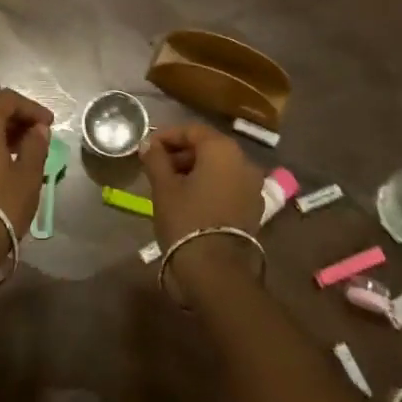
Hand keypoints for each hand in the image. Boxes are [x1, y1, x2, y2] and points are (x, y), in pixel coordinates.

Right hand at [141, 124, 262, 250]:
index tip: (148, 147)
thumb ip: (155, 159)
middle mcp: (243, 160)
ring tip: (171, 184)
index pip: (192, 130)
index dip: (168, 136)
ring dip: (196, 169)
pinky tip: (191, 199)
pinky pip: (229, 185)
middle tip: (157, 165)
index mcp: (222, 149)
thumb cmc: (186, 220)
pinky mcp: (254, 207)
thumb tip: (148, 144)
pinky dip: (210, 185)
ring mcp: (252, 185)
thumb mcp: (164, 187)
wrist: (216, 270)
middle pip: (209, 147)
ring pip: (220, 167)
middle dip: (182, 153)